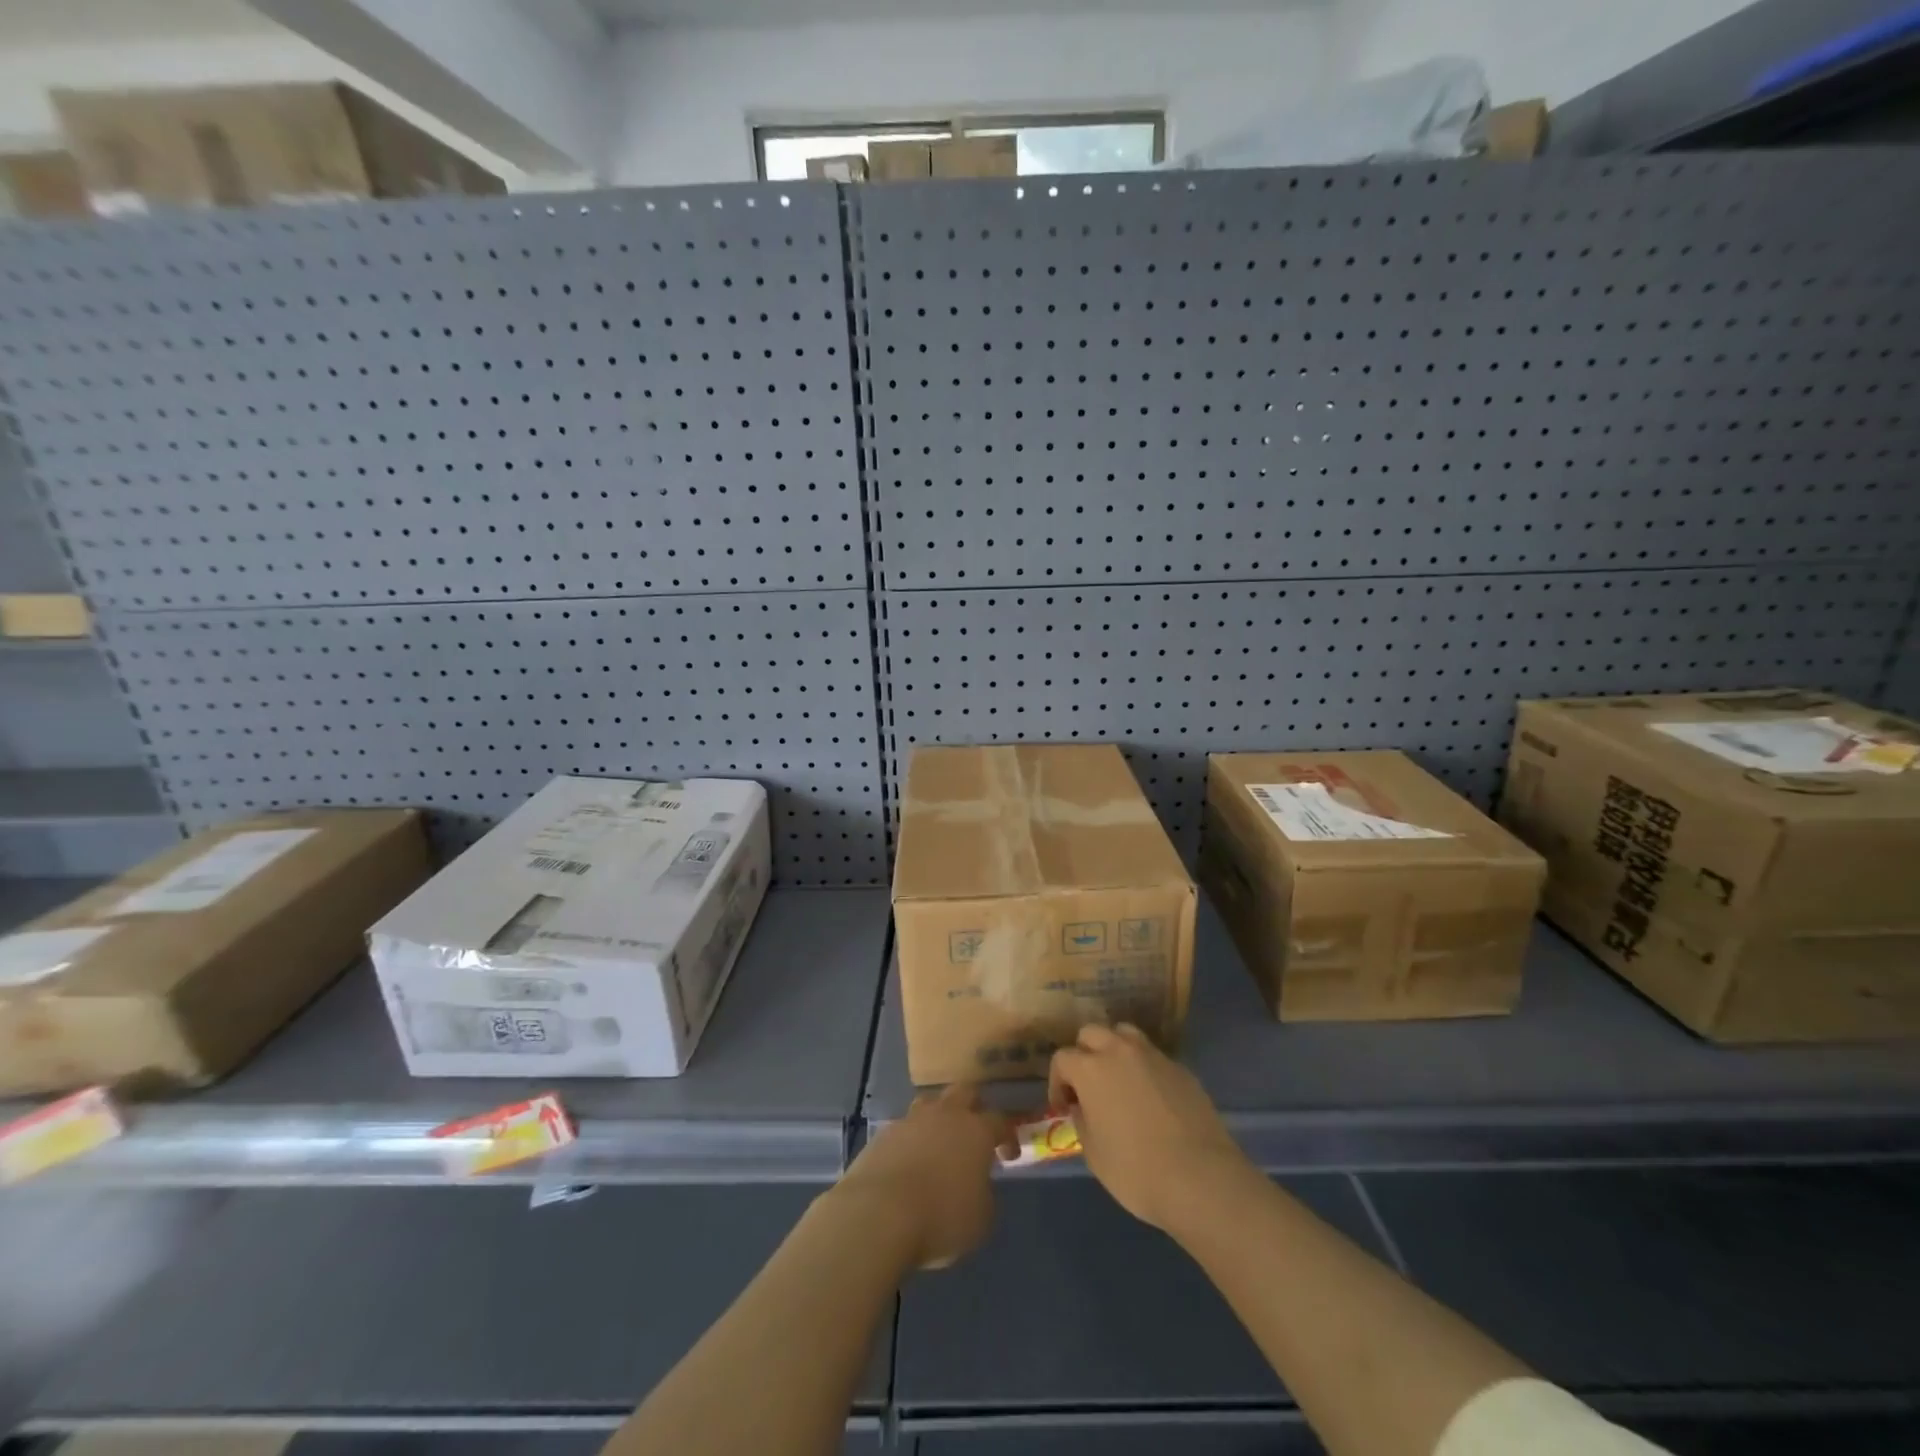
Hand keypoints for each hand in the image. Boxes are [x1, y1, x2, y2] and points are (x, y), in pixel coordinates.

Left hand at [836, 1083, 1007, 1269]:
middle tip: (975, 1132)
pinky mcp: (883, 1134)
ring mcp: (911, 1120)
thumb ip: (984, 1194)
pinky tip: (909, 1164)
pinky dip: (911, 1141)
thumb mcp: (980, 1218)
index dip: (1008, 1136)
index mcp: (976, 1130)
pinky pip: (904, 1129)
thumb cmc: (941, 1217)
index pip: (1000, 1120)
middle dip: (974, 1107)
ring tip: (938, 1145)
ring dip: (938, 1118)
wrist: (879, 1213)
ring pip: (930, 1104)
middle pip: (965, 1092)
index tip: (1008, 1156)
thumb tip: (976, 1186)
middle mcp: (945, 1115)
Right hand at [1048, 1023, 1250, 1231]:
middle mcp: (1120, 1051)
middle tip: (1088, 1086)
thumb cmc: (1136, 1171)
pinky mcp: (1181, 1069)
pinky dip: (1144, 1068)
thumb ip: (1083, 1121)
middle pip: (1092, 1033)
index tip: (1064, 1106)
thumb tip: (1084, 1107)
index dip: (1058, 1081)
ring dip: (1114, 1050)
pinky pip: (1154, 1057)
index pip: (1062, 1058)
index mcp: (1091, 1069)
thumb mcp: (1093, 1154)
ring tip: (1119, 1081)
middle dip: (1084, 1054)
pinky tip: (1151, 1098)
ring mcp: (1154, 1056)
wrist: (1201, 1178)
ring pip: (1125, 1034)